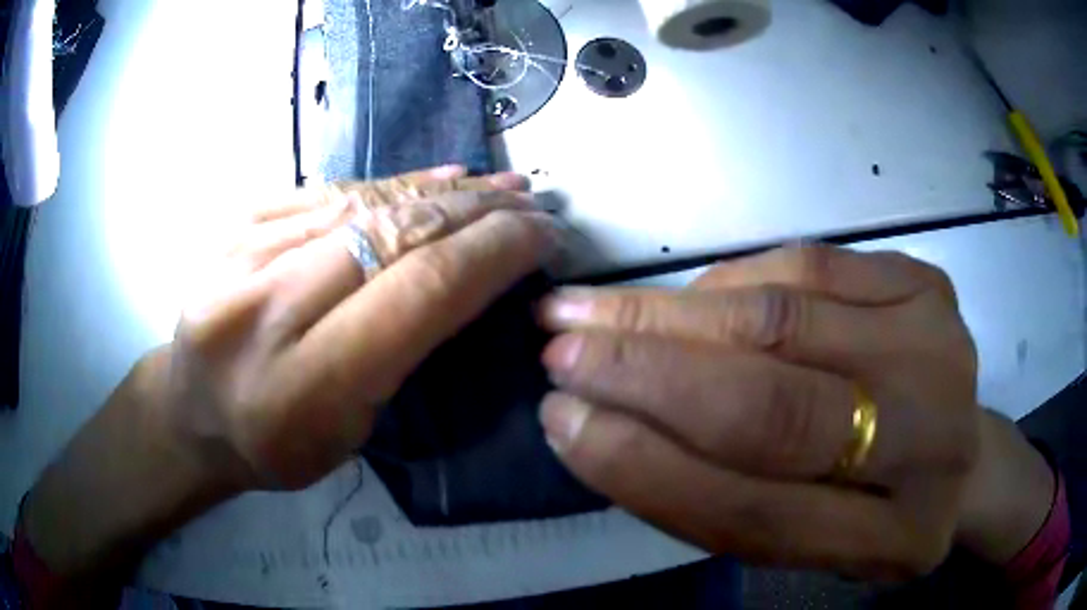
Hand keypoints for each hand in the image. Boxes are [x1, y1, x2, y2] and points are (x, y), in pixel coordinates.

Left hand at [166, 166, 555, 489]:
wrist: (190, 411)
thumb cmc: (273, 445)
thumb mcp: (350, 434)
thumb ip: (402, 353)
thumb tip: (467, 277)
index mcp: (306, 384)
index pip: (421, 292)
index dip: (493, 253)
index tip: (543, 237)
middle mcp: (269, 307)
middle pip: (396, 236)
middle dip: (478, 213)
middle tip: (533, 205)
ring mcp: (245, 253)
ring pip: (366, 203)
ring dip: (445, 190)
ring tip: (497, 186)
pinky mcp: (238, 224)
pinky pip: (330, 192)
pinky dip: (392, 184)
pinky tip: (436, 178)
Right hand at [538, 246, 980, 579]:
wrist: (960, 454)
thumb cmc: (875, 508)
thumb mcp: (805, 537)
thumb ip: (722, 495)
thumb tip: (608, 418)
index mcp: (895, 540)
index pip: (755, 513)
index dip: (645, 467)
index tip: (561, 420)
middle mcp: (932, 445)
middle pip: (776, 408)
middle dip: (647, 372)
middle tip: (558, 345)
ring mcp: (941, 349)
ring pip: (786, 320)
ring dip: (671, 314)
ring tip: (594, 310)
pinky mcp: (929, 285)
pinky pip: (811, 264)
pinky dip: (734, 278)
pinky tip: (688, 295)